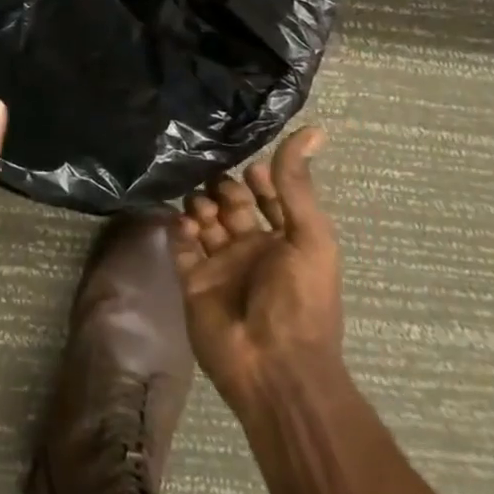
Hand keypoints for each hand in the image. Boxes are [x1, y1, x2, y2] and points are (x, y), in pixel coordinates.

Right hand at [170, 127, 342, 408]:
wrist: (273, 366)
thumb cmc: (301, 300)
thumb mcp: (310, 236)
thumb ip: (298, 183)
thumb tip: (314, 128)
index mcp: (286, 241)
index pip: (269, 197)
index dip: (259, 178)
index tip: (248, 162)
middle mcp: (253, 249)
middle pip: (231, 204)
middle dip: (222, 187)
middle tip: (215, 184)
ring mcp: (221, 265)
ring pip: (204, 220)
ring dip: (200, 204)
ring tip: (202, 207)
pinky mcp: (193, 280)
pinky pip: (181, 245)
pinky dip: (178, 227)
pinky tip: (183, 222)